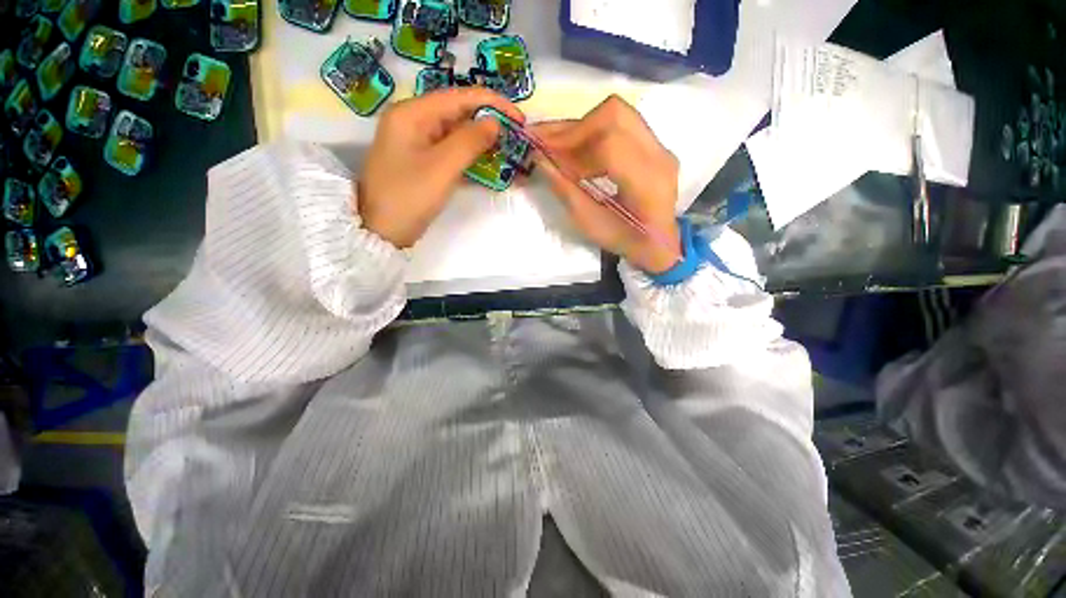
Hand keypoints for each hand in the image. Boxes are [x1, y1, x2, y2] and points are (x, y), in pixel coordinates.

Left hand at [358, 88, 523, 247]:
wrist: (381, 232)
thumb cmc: (409, 197)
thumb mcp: (442, 168)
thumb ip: (470, 141)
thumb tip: (495, 122)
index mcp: (412, 113)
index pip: (459, 97)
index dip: (492, 104)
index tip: (519, 119)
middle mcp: (413, 120)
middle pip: (457, 112)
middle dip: (488, 122)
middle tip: (515, 136)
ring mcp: (416, 142)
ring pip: (455, 132)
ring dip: (481, 139)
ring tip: (507, 148)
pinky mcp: (421, 161)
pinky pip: (450, 150)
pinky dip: (470, 155)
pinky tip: (487, 161)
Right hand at [530, 96, 680, 273]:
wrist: (659, 243)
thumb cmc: (624, 240)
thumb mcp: (590, 224)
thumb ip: (566, 190)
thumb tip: (540, 159)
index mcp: (647, 183)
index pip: (609, 145)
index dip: (573, 146)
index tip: (545, 156)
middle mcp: (659, 156)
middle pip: (615, 116)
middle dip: (574, 128)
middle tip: (547, 144)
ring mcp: (660, 146)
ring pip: (618, 113)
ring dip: (582, 127)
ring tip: (557, 144)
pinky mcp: (654, 144)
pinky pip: (621, 124)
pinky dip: (593, 131)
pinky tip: (577, 148)